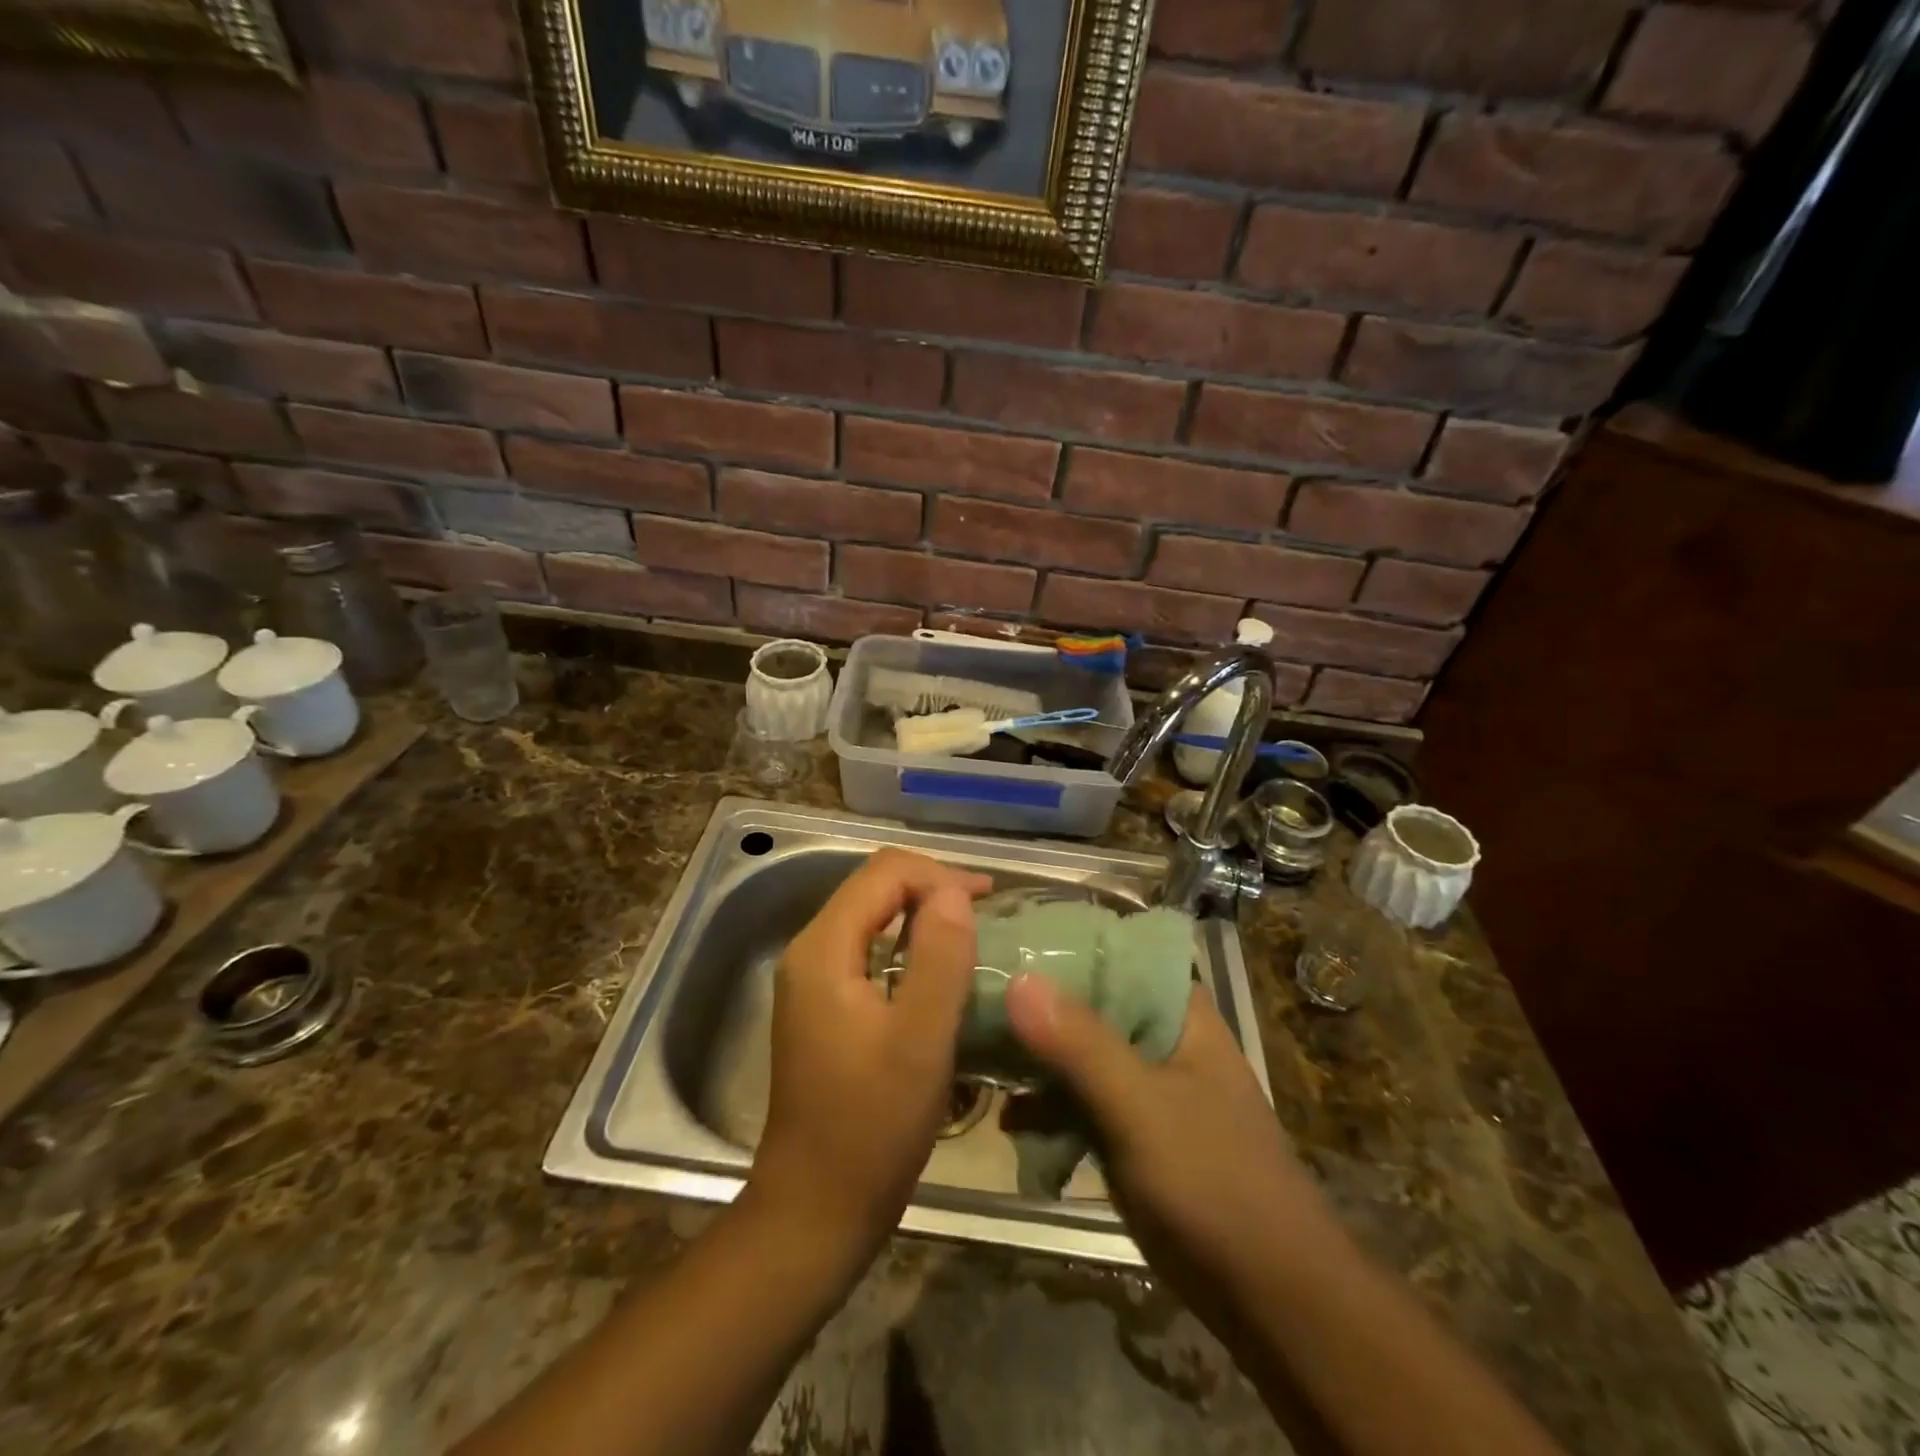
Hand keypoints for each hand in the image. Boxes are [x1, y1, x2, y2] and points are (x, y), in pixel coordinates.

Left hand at [751, 849, 991, 1268]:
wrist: (815, 1209)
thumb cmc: (872, 1128)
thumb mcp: (920, 1040)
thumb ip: (939, 957)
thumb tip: (953, 893)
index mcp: (824, 949)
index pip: (883, 873)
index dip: (939, 875)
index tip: (990, 900)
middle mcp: (809, 952)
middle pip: (874, 888)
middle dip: (932, 888)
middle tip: (987, 912)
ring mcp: (811, 980)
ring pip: (872, 917)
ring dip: (922, 915)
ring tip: (972, 933)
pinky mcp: (822, 1006)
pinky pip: (868, 950)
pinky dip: (908, 945)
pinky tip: (940, 969)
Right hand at [1005, 977, 1333, 1319]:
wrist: (1273, 1301)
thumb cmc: (1215, 1185)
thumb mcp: (1141, 1108)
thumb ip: (1080, 1044)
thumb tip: (1018, 978)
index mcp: (1177, 1012)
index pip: (1112, 952)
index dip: (1059, 943)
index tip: (1002, 940)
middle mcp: (1160, 1037)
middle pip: (1088, 1002)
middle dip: (1034, 1004)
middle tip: (973, 998)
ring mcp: (1146, 1086)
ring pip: (1079, 1054)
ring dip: (1035, 1058)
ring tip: (977, 1055)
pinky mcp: (1133, 1132)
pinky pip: (1080, 1102)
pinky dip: (1048, 1107)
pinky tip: (1008, 1121)